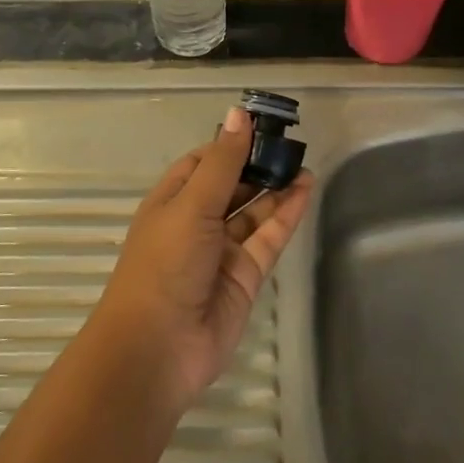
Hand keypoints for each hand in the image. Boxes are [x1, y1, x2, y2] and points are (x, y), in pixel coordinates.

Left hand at [94, 106, 313, 408]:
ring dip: (276, 188)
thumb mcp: (191, 204)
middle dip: (257, 164)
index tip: (262, 124)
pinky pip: (268, 238)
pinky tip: (305, 190)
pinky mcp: (245, 276)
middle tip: (291, 143)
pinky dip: (286, 215)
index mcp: (171, 200)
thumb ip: (222, 162)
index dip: (230, 143)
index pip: (203, 162)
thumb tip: (239, 114)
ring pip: (253, 211)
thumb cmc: (165, 264)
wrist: (158, 348)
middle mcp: (196, 222)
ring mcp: (221, 251)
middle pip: (231, 185)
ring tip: (303, 163)